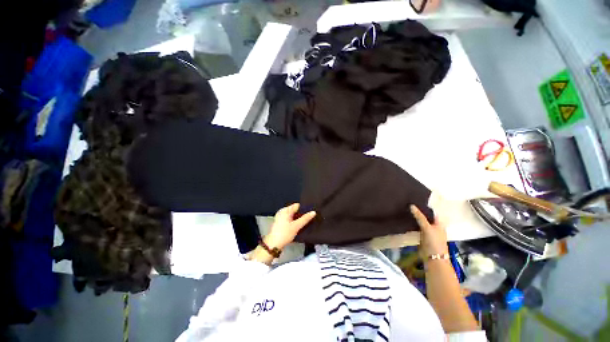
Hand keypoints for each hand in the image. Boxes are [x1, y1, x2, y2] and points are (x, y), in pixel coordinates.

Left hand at [265, 203, 315, 249]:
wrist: (274, 245)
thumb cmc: (284, 234)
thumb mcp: (296, 226)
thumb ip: (305, 219)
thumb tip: (313, 212)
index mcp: (285, 210)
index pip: (297, 205)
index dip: (304, 208)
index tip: (311, 212)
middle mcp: (282, 212)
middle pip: (295, 210)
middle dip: (302, 214)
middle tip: (309, 218)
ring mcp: (281, 218)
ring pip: (293, 216)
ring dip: (299, 219)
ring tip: (306, 222)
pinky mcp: (281, 224)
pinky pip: (290, 220)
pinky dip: (295, 222)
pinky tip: (299, 226)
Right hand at [410, 205, 448, 259]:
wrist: (433, 258)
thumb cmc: (434, 242)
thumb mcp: (427, 227)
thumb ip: (419, 217)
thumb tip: (411, 205)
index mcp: (439, 223)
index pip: (431, 212)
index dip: (423, 206)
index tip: (414, 201)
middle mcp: (433, 226)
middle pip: (425, 216)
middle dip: (417, 212)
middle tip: (407, 205)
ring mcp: (427, 231)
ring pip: (420, 222)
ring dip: (414, 218)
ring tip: (404, 210)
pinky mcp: (421, 236)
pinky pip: (416, 227)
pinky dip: (412, 224)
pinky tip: (405, 220)